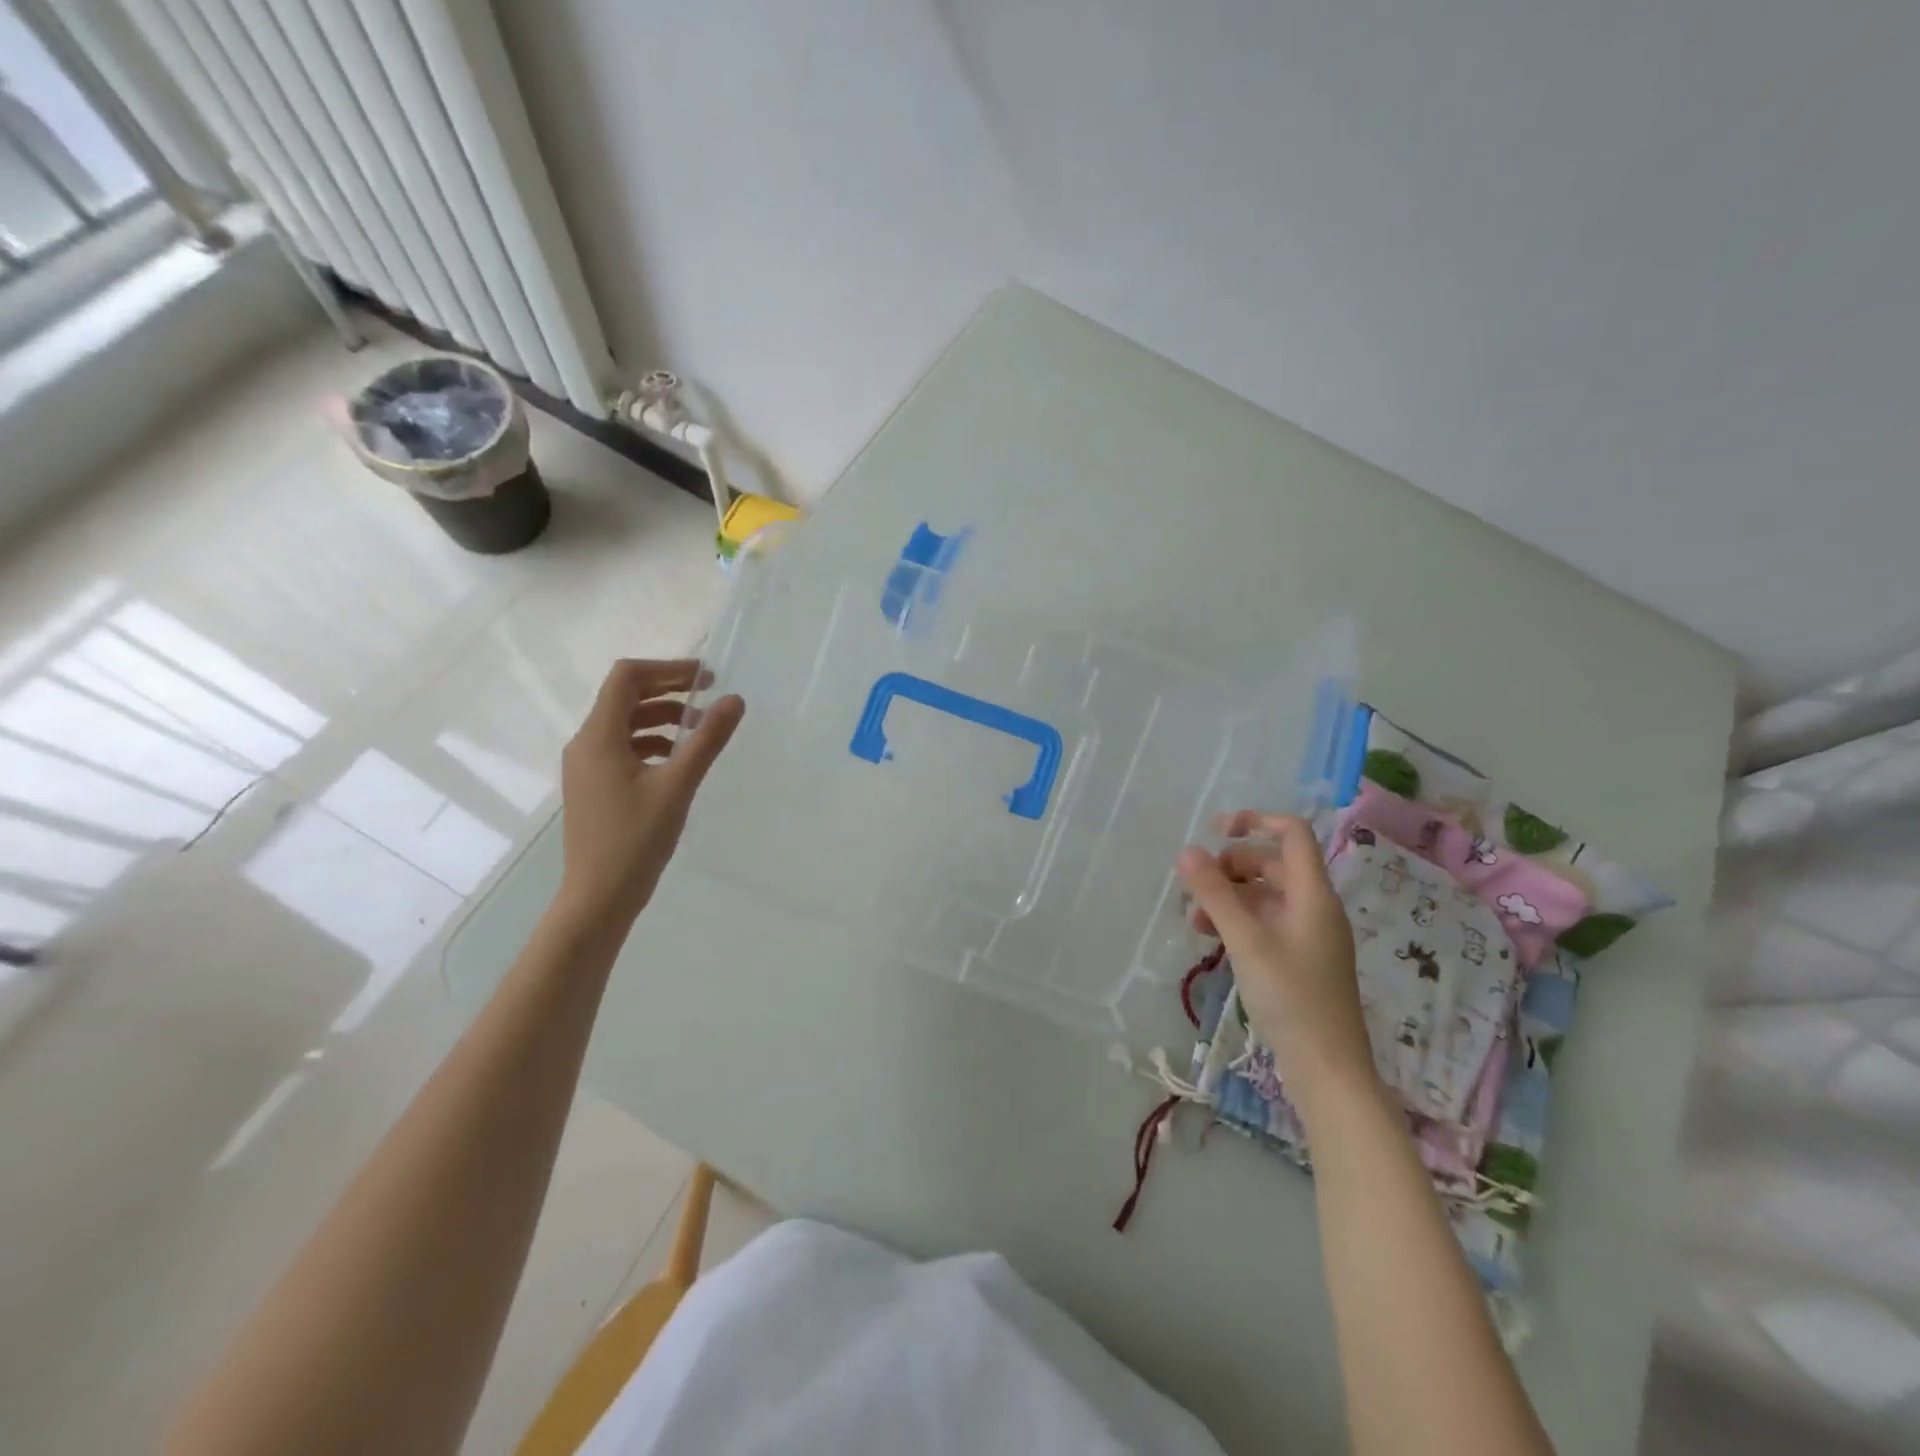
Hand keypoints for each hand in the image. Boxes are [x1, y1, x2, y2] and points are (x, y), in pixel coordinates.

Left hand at [557, 659, 743, 925]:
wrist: (598, 897)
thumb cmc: (636, 839)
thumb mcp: (678, 785)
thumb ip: (707, 739)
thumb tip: (734, 700)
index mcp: (598, 737)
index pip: (627, 677)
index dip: (668, 670)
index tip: (706, 679)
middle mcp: (585, 744)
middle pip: (624, 697)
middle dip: (668, 691)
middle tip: (710, 697)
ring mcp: (586, 767)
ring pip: (625, 724)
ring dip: (662, 717)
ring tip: (700, 730)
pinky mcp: (594, 786)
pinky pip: (622, 748)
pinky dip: (652, 742)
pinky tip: (678, 760)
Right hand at [1177, 812, 1373, 1108]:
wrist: (1328, 1070)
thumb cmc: (1291, 998)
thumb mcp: (1246, 941)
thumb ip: (1215, 894)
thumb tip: (1187, 851)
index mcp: (1313, 895)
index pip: (1291, 834)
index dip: (1255, 820)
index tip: (1215, 832)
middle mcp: (1314, 908)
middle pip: (1272, 864)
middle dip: (1231, 866)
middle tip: (1196, 885)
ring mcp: (1307, 935)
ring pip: (1264, 896)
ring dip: (1228, 897)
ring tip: (1193, 919)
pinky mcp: (1298, 960)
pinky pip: (1264, 923)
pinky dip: (1237, 921)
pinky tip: (1211, 939)